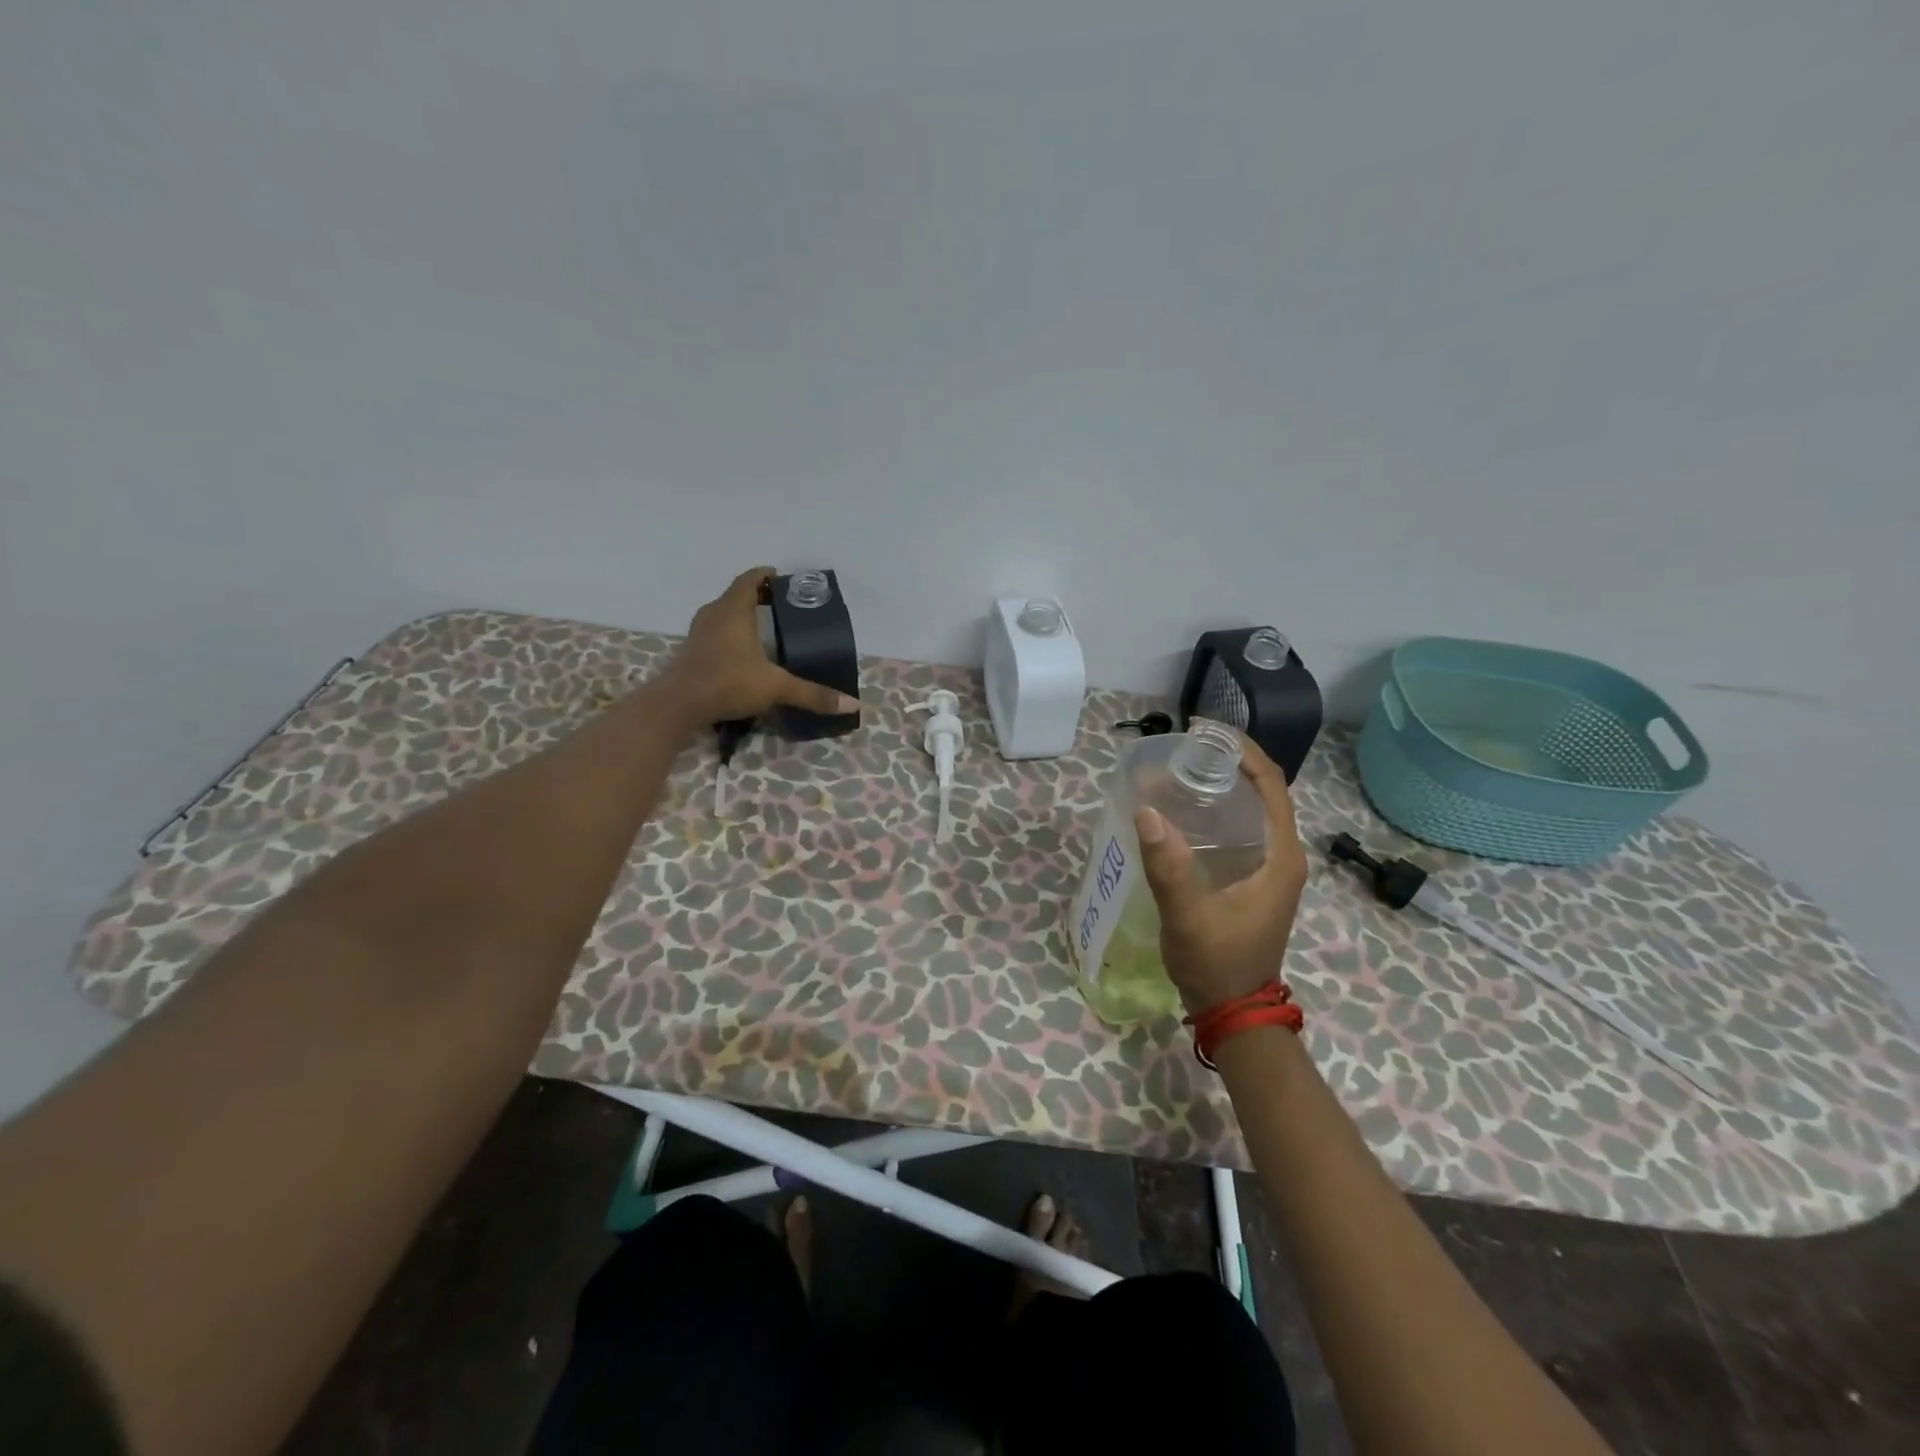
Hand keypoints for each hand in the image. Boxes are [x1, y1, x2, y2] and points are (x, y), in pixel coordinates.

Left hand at [655, 567, 860, 726]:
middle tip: (780, 604)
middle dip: (757, 596)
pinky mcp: (691, 651)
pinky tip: (742, 652)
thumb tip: (853, 705)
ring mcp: (698, 632)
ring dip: (741, 615)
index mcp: (734, 610)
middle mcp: (714, 614)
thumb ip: (813, 694)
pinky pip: (714, 632)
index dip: (765, 576)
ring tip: (763, 626)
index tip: (781, 578)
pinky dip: (729, 633)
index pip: (749, 580)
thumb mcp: (776, 687)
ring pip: (722, 613)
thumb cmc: (729, 682)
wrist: (679, 704)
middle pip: (736, 595)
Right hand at [1133, 737, 1308, 1014]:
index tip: (1204, 733)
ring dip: (1222, 786)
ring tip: (1179, 771)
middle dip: (1227, 763)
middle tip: (1183, 750)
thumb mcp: (1189, 916)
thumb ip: (1169, 866)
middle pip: (1263, 791)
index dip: (1242, 751)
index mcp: (1280, 856)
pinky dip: (1217, 811)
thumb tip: (1146, 810)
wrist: (1234, 1012)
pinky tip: (1183, 813)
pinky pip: (1239, 831)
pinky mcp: (1253, 881)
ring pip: (1251, 811)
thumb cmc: (1218, 962)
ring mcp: (1269, 869)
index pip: (1271, 785)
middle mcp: (1281, 856)